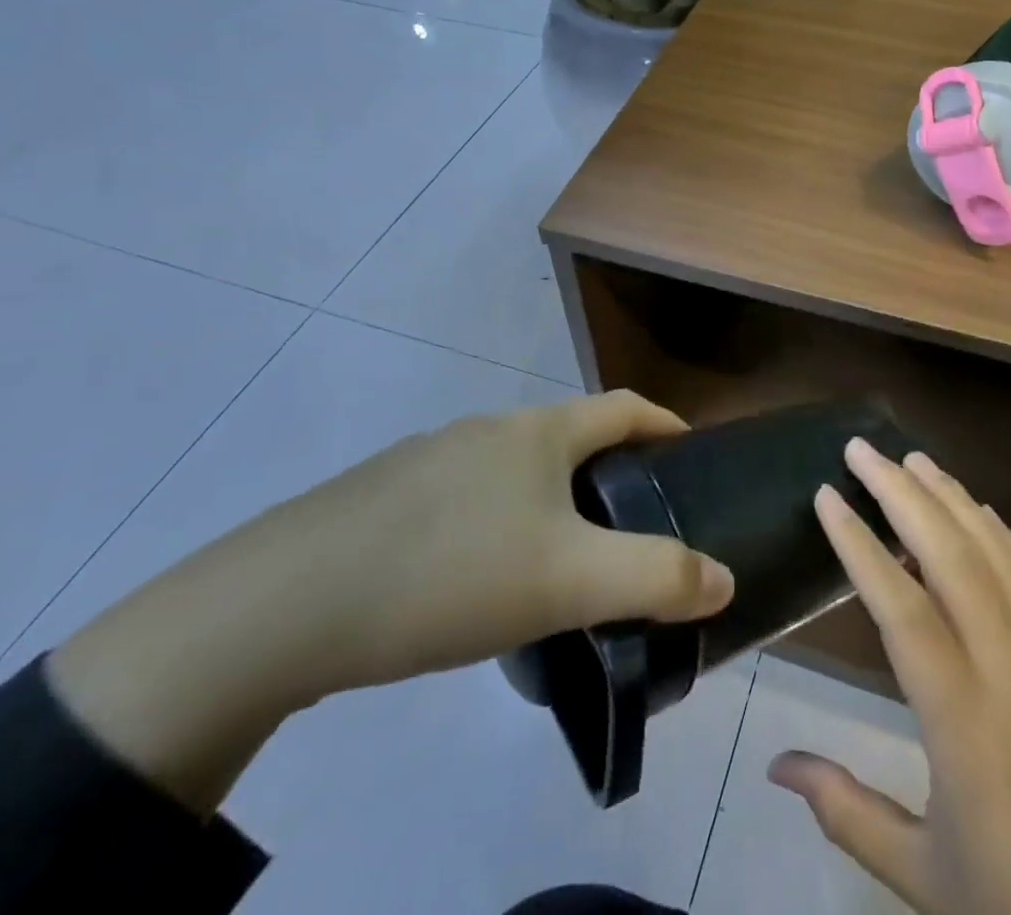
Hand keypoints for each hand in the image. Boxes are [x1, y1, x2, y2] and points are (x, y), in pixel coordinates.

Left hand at [48, 391, 733, 811]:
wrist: (287, 604)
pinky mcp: (387, 496)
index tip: (692, 452)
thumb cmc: (452, 572)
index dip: (664, 424)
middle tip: (633, 524)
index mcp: (538, 432)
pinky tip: (480, 578)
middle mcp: (488, 428)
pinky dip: (497, 523)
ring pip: (515, 470)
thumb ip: (656, 578)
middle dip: (610, 469)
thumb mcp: (570, 581)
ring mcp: (431, 457)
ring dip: (551, 499)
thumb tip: (723, 576)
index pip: (623, 407)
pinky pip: (467, 498)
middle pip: (569, 436)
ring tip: (561, 559)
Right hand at [768, 439, 1010, 914]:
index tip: (826, 495)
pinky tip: (985, 516)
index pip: (901, 608)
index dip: (859, 545)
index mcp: (964, 722)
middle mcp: (1010, 673)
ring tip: (916, 460)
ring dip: (954, 499)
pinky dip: (1006, 537)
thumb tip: (775, 764)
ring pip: (999, 556)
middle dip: (902, 493)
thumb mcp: (924, 880)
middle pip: (952, 557)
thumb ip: (847, 811)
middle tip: (863, 449)